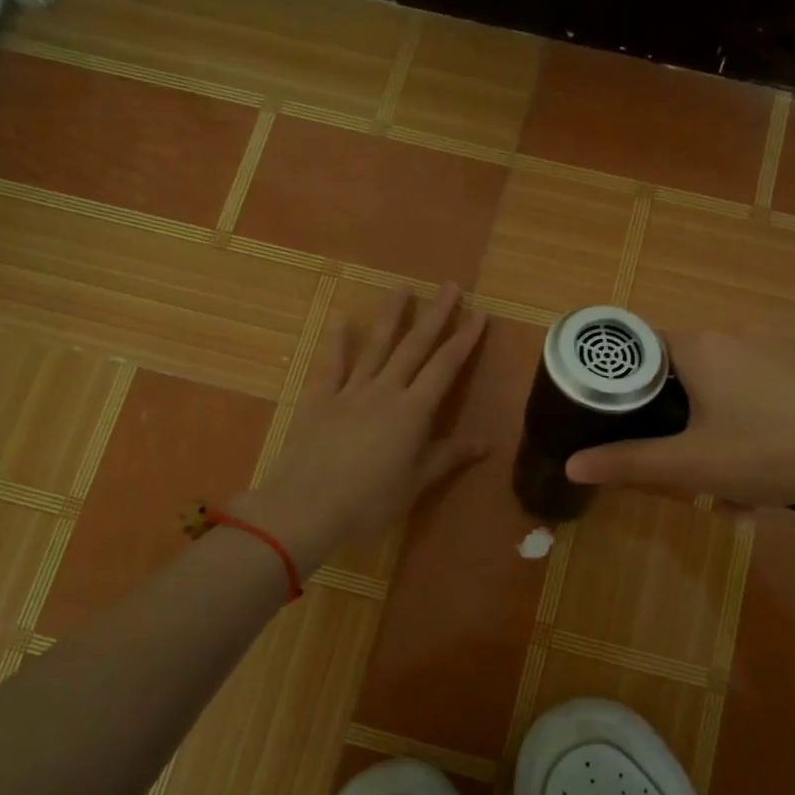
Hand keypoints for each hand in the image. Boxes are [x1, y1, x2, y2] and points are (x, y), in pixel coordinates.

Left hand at [235, 284, 486, 571]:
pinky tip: (341, 318)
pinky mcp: (320, 400)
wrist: (306, 508)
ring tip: (402, 287)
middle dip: (435, 314)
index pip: (445, 366)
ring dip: (391, 315)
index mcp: (413, 411)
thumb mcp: (417, 482)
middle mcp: (385, 391)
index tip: (478, 312)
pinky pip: (332, 365)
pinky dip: (338, 341)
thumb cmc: (370, 501)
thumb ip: (450, 456)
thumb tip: (488, 442)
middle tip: (449, 285)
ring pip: (376, 346)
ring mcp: (350, 391)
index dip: (464, 339)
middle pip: (414, 346)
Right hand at [563, 330, 794, 529]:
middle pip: (680, 367)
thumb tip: (571, 463)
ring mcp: (772, 347)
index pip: (641, 346)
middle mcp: (733, 334)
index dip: (623, 380)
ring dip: (709, 422)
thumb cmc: (766, 453)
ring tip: (721, 472)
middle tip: (675, 456)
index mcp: (699, 347)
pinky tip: (760, 460)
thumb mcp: (690, 466)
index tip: (617, 415)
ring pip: (719, 382)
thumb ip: (628, 462)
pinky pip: (753, 387)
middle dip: (672, 414)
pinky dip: (744, 418)